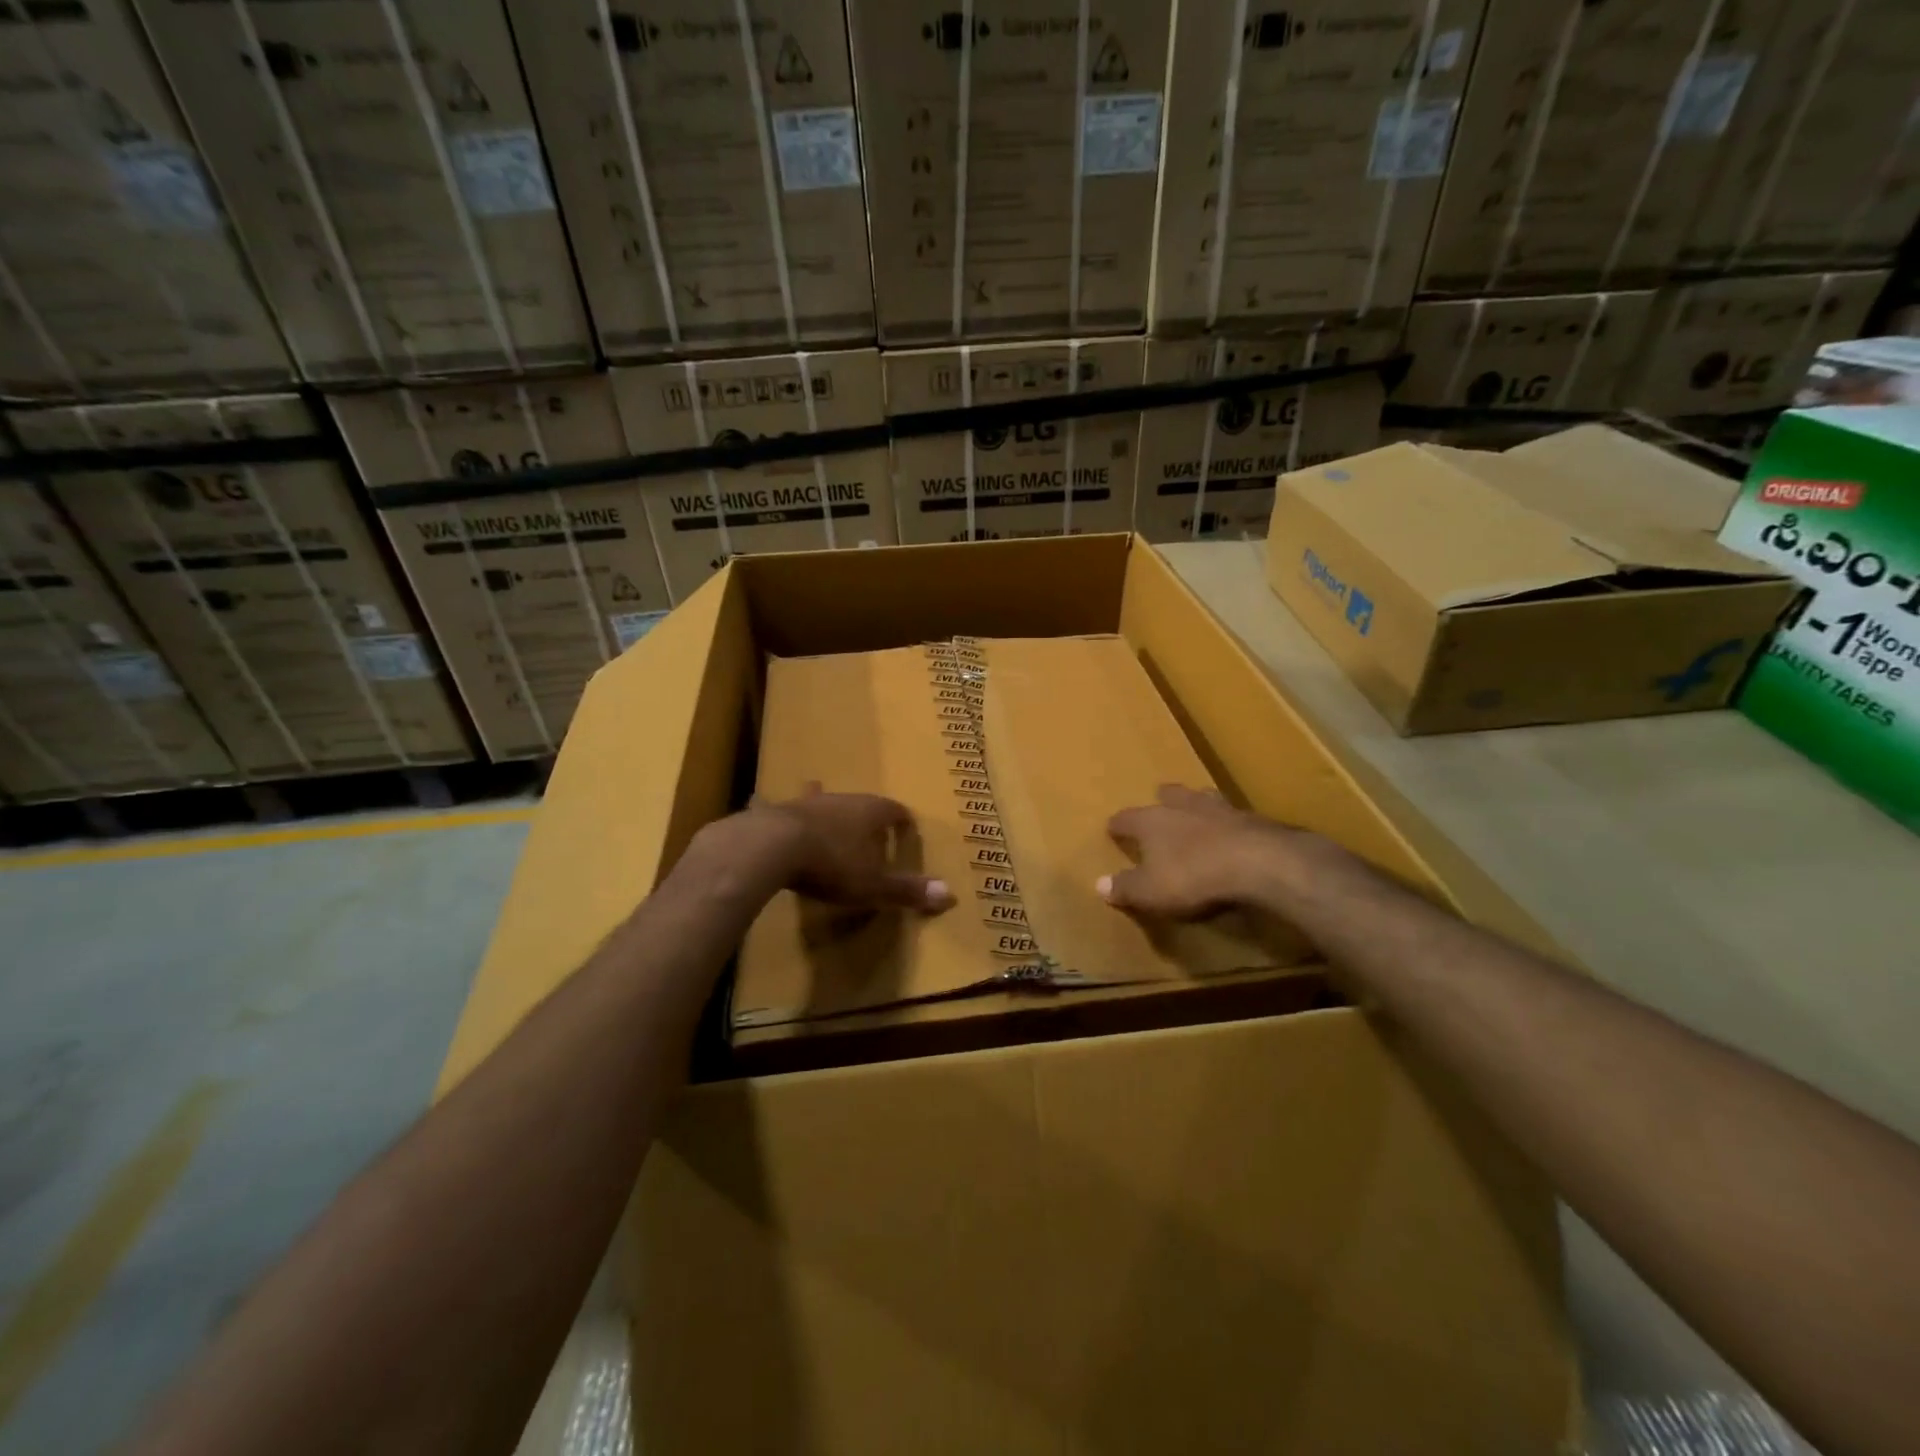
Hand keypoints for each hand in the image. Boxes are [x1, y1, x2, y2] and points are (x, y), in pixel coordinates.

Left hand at [751, 785, 955, 913]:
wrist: (771, 846)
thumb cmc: (832, 864)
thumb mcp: (873, 884)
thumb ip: (907, 890)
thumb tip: (951, 896)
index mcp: (871, 812)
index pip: (895, 810)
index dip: (902, 821)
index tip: (907, 828)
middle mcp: (842, 800)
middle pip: (860, 804)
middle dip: (866, 816)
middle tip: (870, 830)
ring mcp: (806, 803)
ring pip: (823, 801)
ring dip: (828, 811)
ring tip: (828, 817)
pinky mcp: (776, 812)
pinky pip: (783, 810)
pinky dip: (783, 813)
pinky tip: (763, 802)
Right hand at [1100, 785, 1299, 917]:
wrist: (1259, 863)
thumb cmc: (1192, 875)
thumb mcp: (1150, 891)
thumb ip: (1125, 887)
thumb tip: (1099, 884)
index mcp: (1152, 821)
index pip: (1126, 818)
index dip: (1118, 825)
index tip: (1112, 828)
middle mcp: (1183, 806)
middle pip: (1169, 795)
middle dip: (1163, 800)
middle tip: (1160, 803)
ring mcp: (1221, 809)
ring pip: (1203, 798)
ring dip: (1197, 804)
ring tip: (1197, 811)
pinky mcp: (1253, 820)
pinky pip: (1233, 817)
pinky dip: (1228, 824)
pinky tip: (1231, 833)